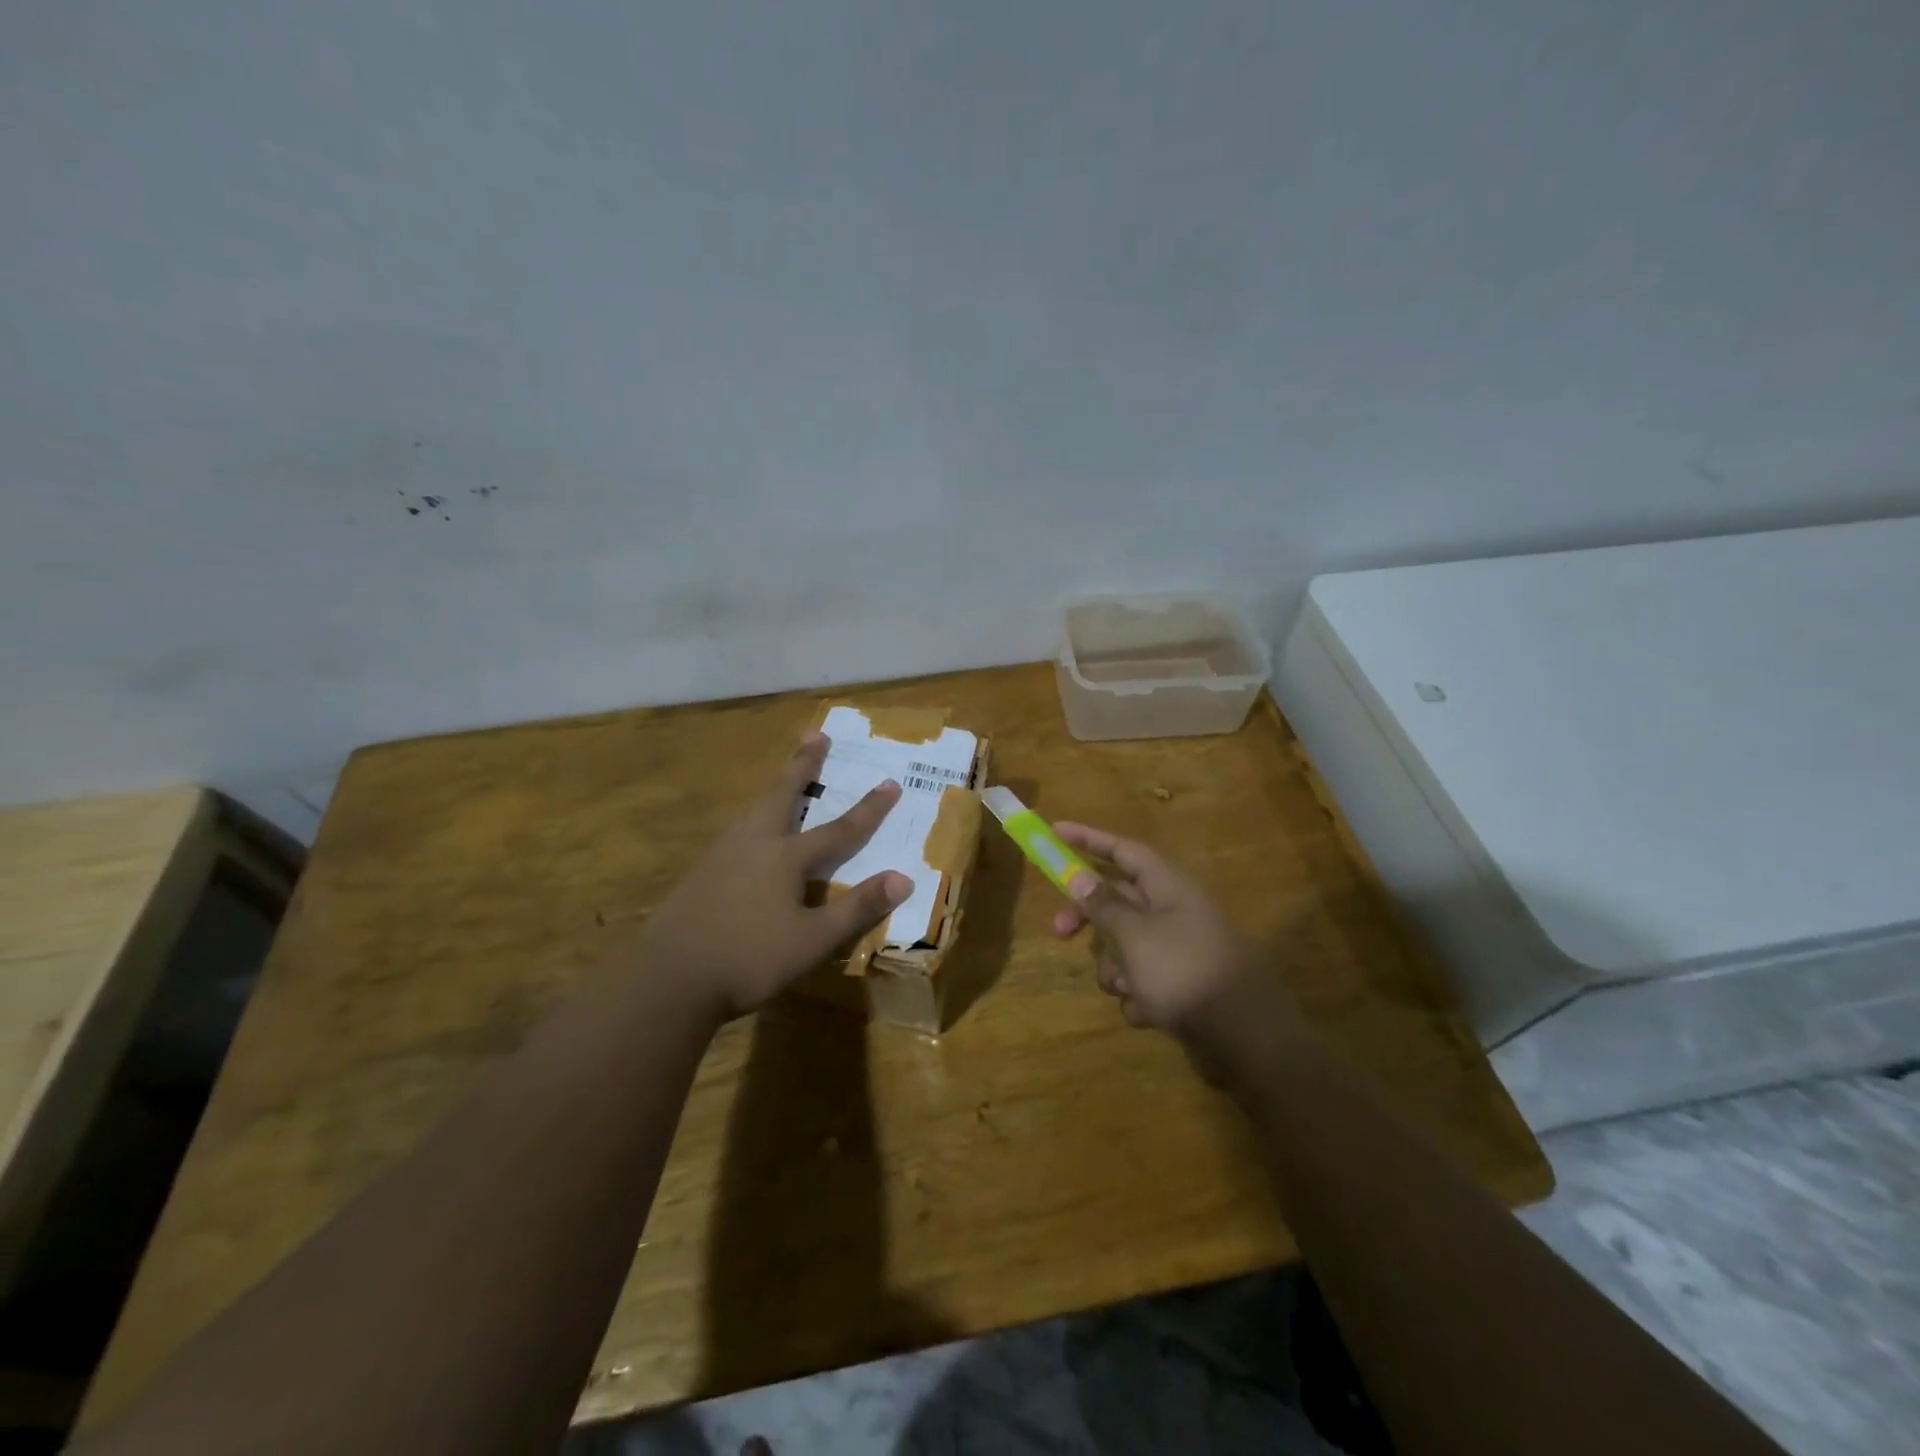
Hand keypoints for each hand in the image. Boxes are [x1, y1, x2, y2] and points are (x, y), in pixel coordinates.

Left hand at [638, 733, 911, 1020]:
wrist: (670, 978)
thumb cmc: (750, 959)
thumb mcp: (813, 940)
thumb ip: (857, 908)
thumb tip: (904, 878)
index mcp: (785, 857)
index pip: (839, 829)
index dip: (868, 809)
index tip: (890, 783)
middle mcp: (754, 844)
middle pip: (783, 795)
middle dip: (804, 765)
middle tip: (817, 735)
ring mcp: (722, 855)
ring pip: (754, 810)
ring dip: (775, 789)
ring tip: (784, 779)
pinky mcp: (700, 872)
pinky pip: (736, 831)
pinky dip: (753, 817)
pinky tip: (748, 833)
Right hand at [1049, 823, 1303, 1057]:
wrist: (1247, 1036)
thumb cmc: (1184, 970)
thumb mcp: (1134, 934)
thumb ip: (1103, 905)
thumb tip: (1079, 876)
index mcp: (1167, 886)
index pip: (1122, 850)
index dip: (1087, 839)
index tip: (1055, 831)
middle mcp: (1173, 911)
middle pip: (1117, 900)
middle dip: (1088, 918)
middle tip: (1058, 932)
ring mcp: (1178, 949)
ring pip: (1125, 946)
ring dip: (1115, 967)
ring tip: (1127, 988)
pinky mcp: (1182, 985)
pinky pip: (1143, 980)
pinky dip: (1139, 996)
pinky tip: (1150, 1013)